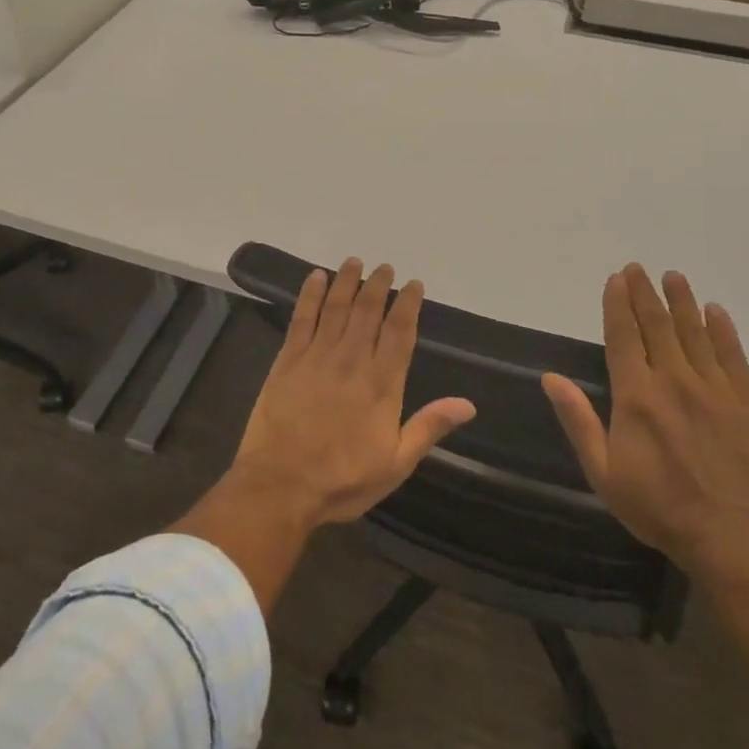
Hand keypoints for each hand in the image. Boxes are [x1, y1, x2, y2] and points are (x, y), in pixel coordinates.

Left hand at [229, 259, 475, 528]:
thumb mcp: (395, 464)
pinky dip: (310, 295)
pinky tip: (316, 277)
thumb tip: (467, 404)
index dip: (408, 305)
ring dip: (347, 281)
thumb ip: (429, 427)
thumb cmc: (342, 480)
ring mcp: (317, 357)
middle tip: (385, 267)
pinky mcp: (288, 360)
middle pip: (368, 311)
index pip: (400, 332)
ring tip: (355, 262)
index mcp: (381, 384)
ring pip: (336, 308)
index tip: (413, 285)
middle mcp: (352, 361)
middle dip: (378, 285)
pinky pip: (301, 318)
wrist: (280, 487)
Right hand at [542, 264, 748, 574]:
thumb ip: (578, 419)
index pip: (623, 336)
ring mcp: (715, 390)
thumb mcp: (602, 471)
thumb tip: (550, 377)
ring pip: (695, 333)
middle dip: (645, 293)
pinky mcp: (748, 403)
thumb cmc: (657, 507)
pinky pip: (734, 356)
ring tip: (673, 276)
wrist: (731, 540)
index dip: (618, 305)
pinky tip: (715, 311)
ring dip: (682, 301)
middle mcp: (674, 381)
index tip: (616, 279)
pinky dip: (723, 330)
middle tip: (638, 268)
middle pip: (657, 325)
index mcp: (636, 396)